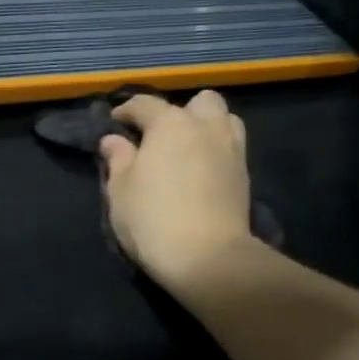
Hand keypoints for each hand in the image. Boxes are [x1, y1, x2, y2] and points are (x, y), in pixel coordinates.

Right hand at [99, 91, 253, 285]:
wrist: (207, 257)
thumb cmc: (152, 219)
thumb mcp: (120, 190)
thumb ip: (118, 159)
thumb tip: (113, 140)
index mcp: (170, 123)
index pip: (145, 104)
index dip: (126, 110)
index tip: (115, 122)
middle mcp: (205, 126)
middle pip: (199, 102)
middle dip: (180, 111)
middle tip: (161, 137)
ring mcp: (231, 149)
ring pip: (224, 119)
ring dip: (206, 127)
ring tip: (187, 150)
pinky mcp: (245, 174)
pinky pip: (231, 147)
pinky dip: (216, 151)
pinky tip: (200, 172)